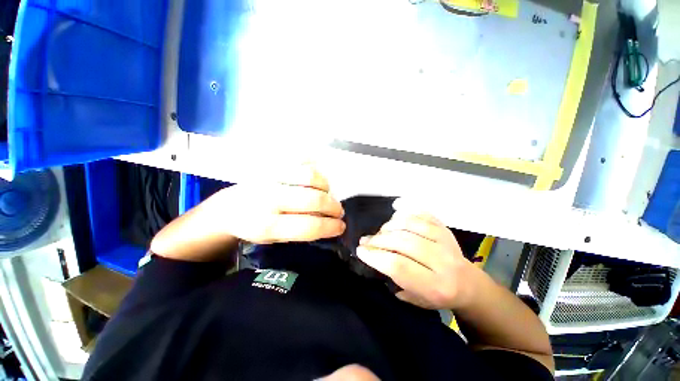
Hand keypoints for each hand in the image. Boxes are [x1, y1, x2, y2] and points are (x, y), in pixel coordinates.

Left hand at [214, 164, 345, 243]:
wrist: (229, 207)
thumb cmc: (255, 227)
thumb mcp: (275, 239)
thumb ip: (301, 232)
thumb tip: (329, 222)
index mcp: (267, 225)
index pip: (308, 226)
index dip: (330, 227)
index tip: (341, 226)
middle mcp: (268, 198)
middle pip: (313, 200)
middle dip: (333, 207)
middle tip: (338, 211)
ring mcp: (270, 176)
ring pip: (311, 176)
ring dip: (326, 186)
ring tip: (326, 193)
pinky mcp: (271, 162)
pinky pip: (302, 160)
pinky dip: (314, 168)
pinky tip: (316, 179)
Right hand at [356, 212, 472, 309]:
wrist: (467, 284)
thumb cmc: (437, 296)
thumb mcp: (415, 299)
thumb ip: (394, 279)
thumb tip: (373, 256)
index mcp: (435, 286)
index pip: (398, 266)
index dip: (375, 256)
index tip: (361, 251)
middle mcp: (442, 261)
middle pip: (403, 242)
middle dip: (378, 240)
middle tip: (365, 240)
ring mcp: (445, 240)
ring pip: (410, 225)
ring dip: (389, 226)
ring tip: (379, 232)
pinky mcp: (444, 228)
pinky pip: (420, 215)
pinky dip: (404, 214)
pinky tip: (394, 219)